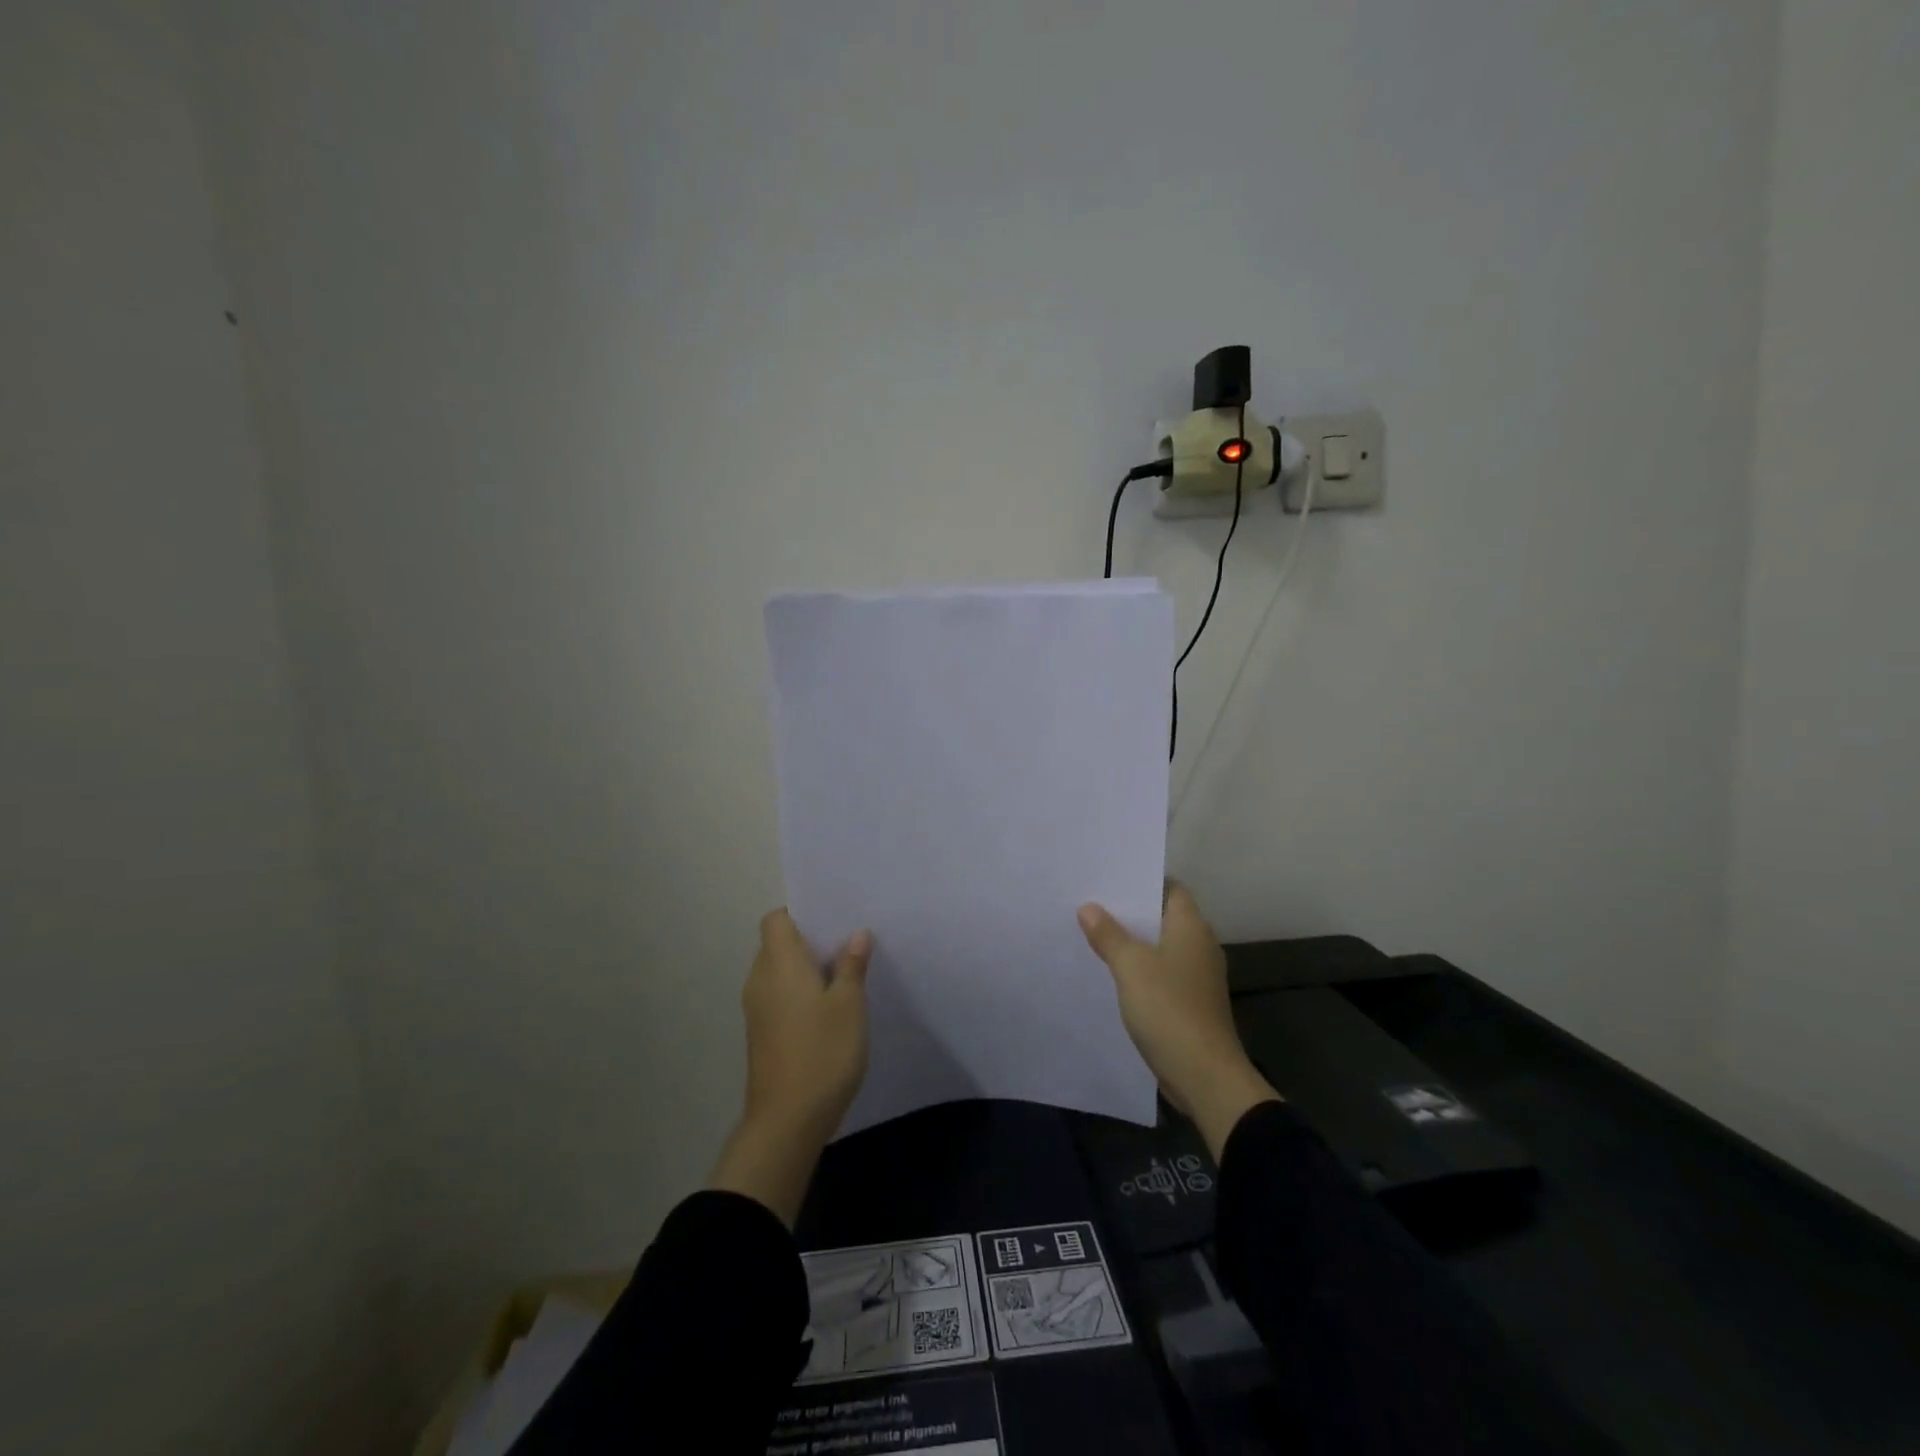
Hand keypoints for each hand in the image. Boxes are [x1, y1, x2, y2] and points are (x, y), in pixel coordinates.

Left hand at [708, 910, 871, 1225]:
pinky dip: (800, 993)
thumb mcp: (849, 1005)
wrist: (786, 1121)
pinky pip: (779, 996)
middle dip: (810, 941)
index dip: (800, 913)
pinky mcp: (761, 1034)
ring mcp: (757, 1009)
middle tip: (848, 944)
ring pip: (779, 972)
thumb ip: (851, 965)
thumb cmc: (822, 1052)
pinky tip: (830, 1009)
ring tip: (844, 975)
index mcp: (778, 963)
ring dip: (807, 969)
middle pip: (777, 944)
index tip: (832, 920)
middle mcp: (760, 979)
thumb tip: (855, 935)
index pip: (776, 919)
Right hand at [1078, 885, 1278, 1159]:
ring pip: (1159, 946)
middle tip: (1090, 903)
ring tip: (1093, 933)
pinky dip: (1139, 969)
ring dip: (1132, 942)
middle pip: (1162, 916)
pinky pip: (1161, 973)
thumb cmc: (1170, 1009)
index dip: (1141, 880)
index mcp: (1191, 927)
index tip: (1108, 877)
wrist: (1205, 1077)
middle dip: (1129, 911)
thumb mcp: (1131, 967)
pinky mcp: (1190, 1002)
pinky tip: (1111, 973)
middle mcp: (1199, 945)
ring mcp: (1197, 976)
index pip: (1170, 887)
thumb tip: (1089, 907)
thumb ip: (1109, 935)